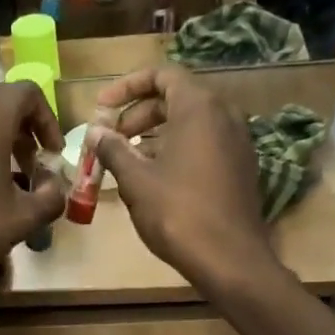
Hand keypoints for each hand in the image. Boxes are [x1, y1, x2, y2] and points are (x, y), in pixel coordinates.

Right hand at [86, 66, 271, 291]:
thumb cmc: (177, 213)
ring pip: (189, 125)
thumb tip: (94, 132)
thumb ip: (113, 150)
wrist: (229, 259)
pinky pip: (203, 146)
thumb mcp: (136, 180)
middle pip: (175, 99)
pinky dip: (175, 151)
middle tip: (110, 139)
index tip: (101, 108)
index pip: (161, 75)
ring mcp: (236, 142)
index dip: (126, 87)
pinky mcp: (240, 168)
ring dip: (154, 136)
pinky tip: (154, 180)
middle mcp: (224, 115)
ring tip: (126, 162)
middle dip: (137, 115)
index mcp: (199, 107)